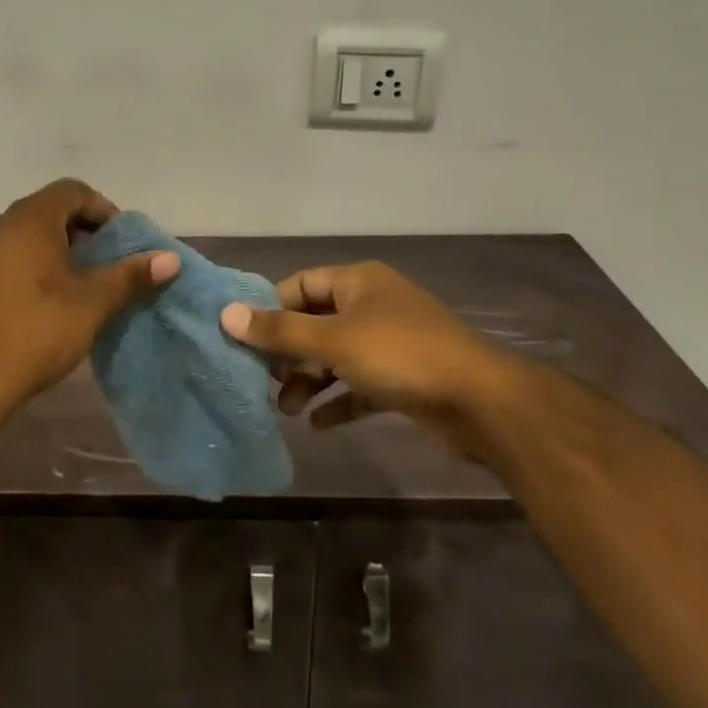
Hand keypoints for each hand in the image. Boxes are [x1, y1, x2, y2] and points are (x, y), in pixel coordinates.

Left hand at [0, 179, 179, 409]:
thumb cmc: (36, 330)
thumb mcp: (92, 302)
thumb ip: (130, 275)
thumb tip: (171, 259)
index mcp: (29, 219)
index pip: (73, 191)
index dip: (104, 210)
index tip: (123, 242)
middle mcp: (1, 224)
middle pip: (51, 209)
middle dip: (85, 230)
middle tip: (109, 262)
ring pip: (31, 232)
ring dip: (62, 247)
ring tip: (86, 282)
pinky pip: (13, 253)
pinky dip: (38, 262)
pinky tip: (53, 298)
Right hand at [220, 262, 517, 459]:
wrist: (481, 403)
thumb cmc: (401, 355)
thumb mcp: (334, 341)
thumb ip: (280, 331)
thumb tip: (226, 315)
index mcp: (358, 282)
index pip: (301, 285)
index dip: (271, 308)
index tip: (244, 337)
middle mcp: (373, 306)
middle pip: (316, 323)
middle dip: (288, 353)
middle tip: (264, 381)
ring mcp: (390, 343)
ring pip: (336, 357)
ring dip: (310, 380)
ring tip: (287, 410)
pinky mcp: (403, 379)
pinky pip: (359, 386)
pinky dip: (338, 401)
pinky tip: (317, 425)